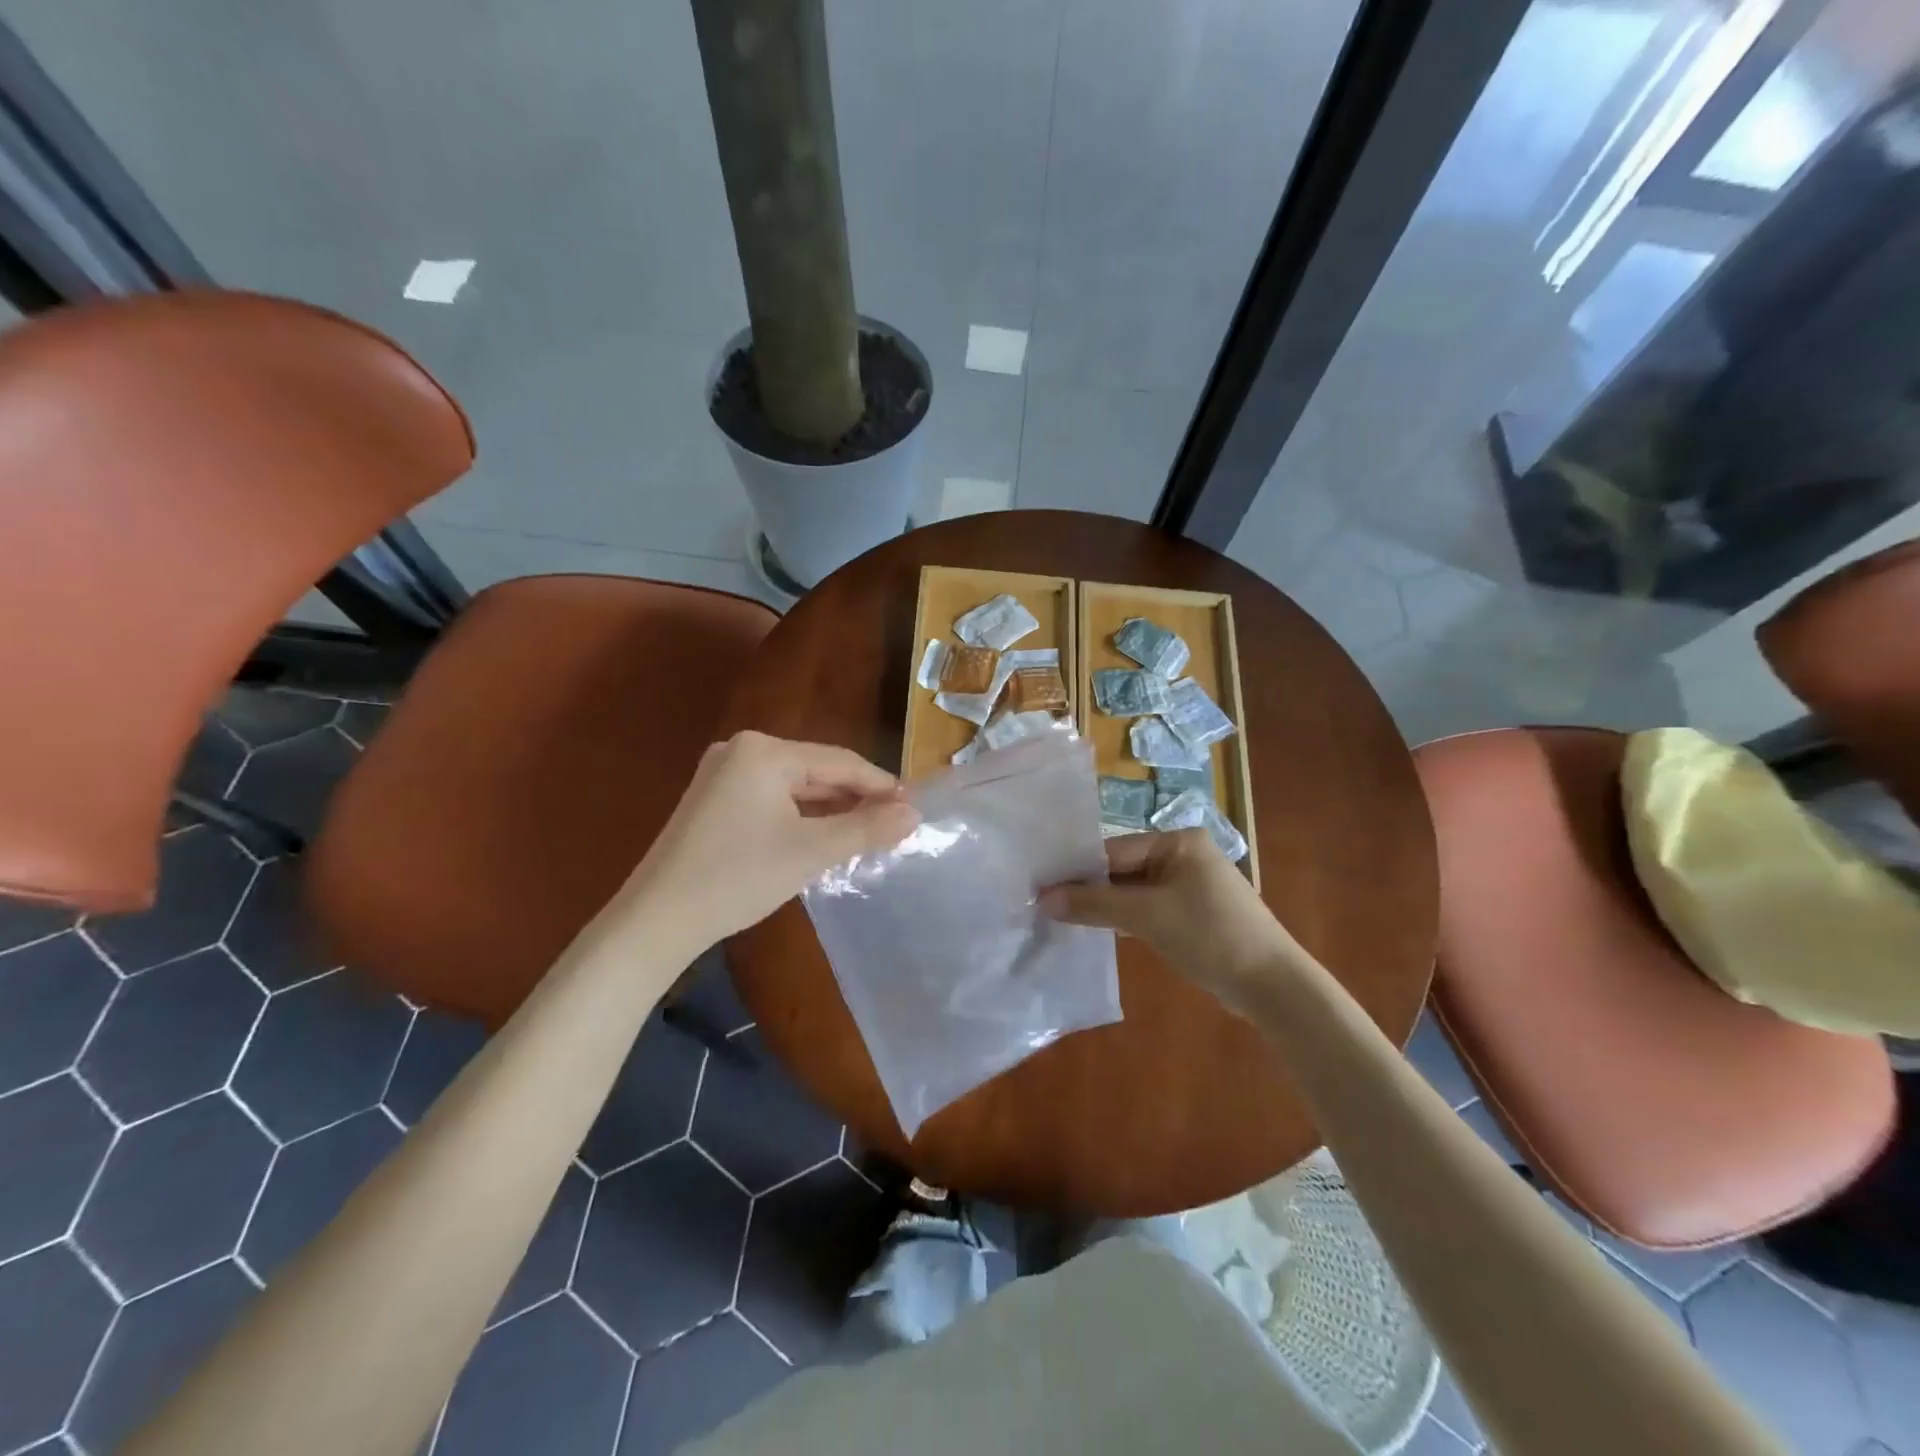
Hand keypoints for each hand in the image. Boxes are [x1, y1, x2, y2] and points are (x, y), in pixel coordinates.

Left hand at [622, 732, 918, 943]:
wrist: (657, 920)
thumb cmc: (738, 878)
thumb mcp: (811, 852)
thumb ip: (866, 828)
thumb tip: (914, 813)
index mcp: (764, 751)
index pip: (839, 761)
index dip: (880, 784)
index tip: (914, 807)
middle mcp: (742, 750)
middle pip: (816, 770)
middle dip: (855, 798)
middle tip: (894, 824)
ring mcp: (723, 774)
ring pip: (795, 786)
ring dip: (830, 808)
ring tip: (868, 832)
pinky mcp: (714, 799)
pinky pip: (772, 798)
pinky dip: (801, 816)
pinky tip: (824, 834)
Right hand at [1041, 829, 1289, 1010]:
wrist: (1272, 985)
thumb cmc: (1210, 936)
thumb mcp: (1147, 916)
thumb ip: (1094, 904)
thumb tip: (1043, 899)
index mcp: (1178, 841)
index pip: (1114, 850)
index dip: (1076, 871)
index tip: (1040, 887)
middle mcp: (1184, 855)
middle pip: (1122, 869)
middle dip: (1089, 889)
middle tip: (1045, 905)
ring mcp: (1190, 885)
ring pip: (1134, 891)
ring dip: (1104, 906)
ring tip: (1061, 918)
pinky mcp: (1193, 913)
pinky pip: (1148, 908)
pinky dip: (1125, 918)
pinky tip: (1097, 930)